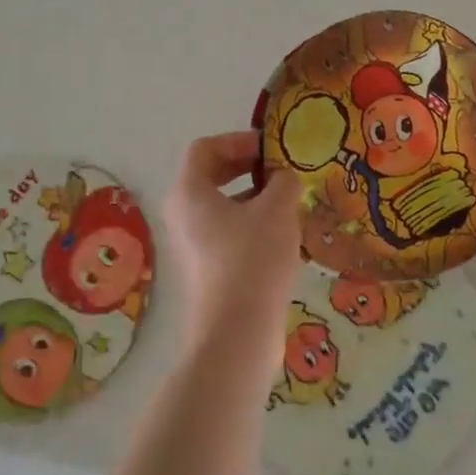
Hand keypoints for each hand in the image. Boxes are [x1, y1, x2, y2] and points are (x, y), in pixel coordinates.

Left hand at [163, 132, 301, 365]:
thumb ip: (283, 182)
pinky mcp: (209, 270)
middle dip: (249, 168)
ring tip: (291, 203)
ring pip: (224, 207)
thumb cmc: (253, 259)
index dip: (238, 140)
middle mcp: (183, 215)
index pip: (205, 148)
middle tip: (281, 171)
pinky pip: (230, 233)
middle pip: (212, 176)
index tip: (271, 149)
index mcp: (189, 193)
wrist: (238, 334)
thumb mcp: (277, 209)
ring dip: (257, 198)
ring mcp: (194, 246)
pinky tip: (287, 237)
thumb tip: (284, 178)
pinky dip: (255, 226)